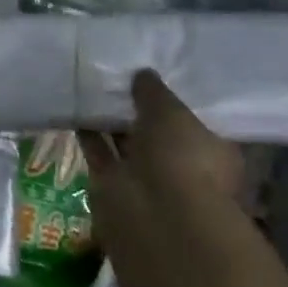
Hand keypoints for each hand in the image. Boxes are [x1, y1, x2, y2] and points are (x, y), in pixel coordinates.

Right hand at [82, 70, 244, 243]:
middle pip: (156, 133)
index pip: (193, 122)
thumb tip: (143, 74)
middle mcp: (181, 168)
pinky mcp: (113, 185)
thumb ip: (154, 91)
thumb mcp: (171, 111)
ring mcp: (146, 179)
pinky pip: (99, 152)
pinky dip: (88, 132)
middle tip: (117, 75)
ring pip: (125, 142)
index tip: (154, 76)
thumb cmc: (181, 158)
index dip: (174, 101)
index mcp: (212, 153)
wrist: (155, 213)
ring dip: (110, 120)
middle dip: (138, 110)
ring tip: (91, 84)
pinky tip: (75, 105)